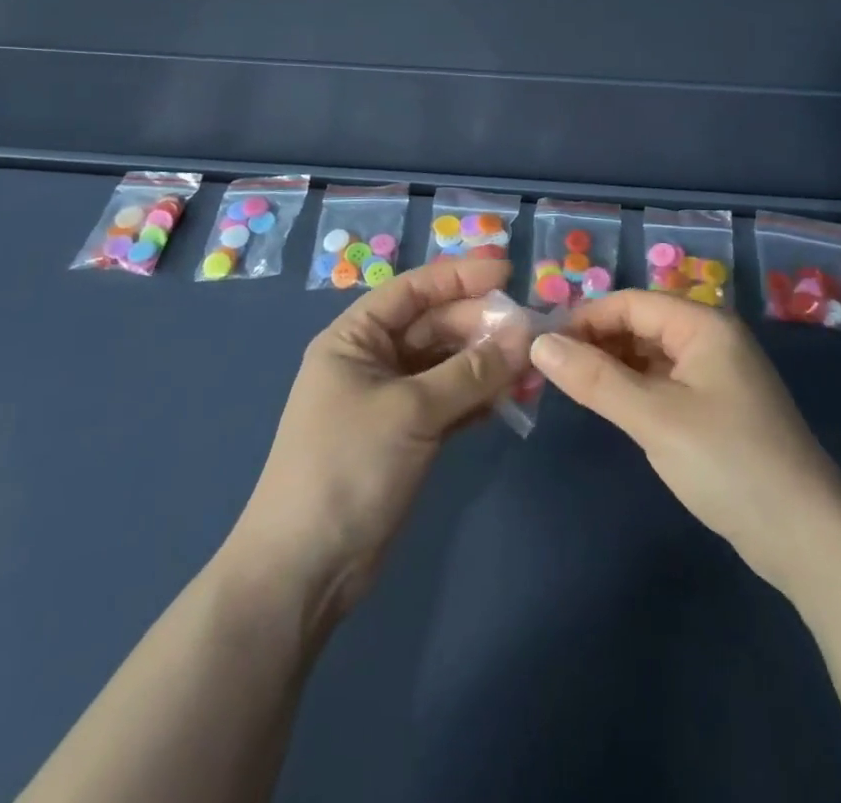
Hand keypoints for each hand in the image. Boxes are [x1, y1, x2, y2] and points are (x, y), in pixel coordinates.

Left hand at [229, 258, 517, 625]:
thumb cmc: (347, 468)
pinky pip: (453, 400)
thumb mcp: (411, 411)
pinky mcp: (410, 434)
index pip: (413, 290)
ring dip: (489, 363)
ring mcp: (393, 398)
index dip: (460, 276)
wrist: (306, 571)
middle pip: (436, 326)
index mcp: (356, 338)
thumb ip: (472, 371)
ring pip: (449, 364)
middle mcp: (374, 359)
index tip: (509, 270)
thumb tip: (526, 333)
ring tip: (533, 367)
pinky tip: (515, 396)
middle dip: (483, 326)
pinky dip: (482, 396)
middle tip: (533, 331)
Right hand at [531, 290, 840, 593]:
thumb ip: (595, 379)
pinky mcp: (717, 407)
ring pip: (651, 354)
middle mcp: (711, 338)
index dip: (585, 319)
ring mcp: (717, 374)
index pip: (631, 302)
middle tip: (550, 371)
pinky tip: (611, 407)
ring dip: (613, 366)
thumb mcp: (654, 418)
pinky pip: (665, 382)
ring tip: (572, 389)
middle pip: (641, 324)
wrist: (806, 537)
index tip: (542, 346)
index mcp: (703, 325)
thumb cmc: (728, 463)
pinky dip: (635, 389)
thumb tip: (539, 343)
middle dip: (596, 342)